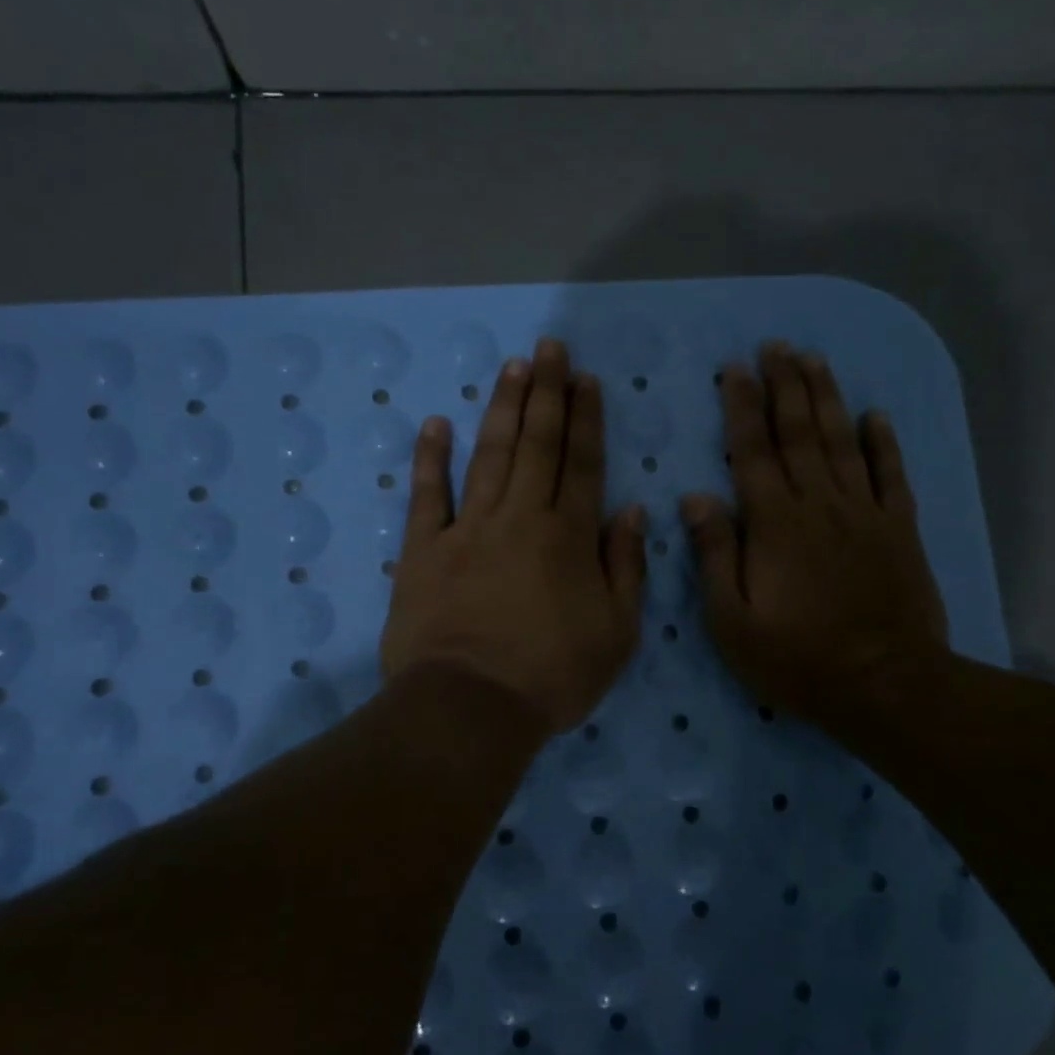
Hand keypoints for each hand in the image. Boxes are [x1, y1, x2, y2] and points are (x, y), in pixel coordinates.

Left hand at [381, 339, 646, 733]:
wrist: (471, 706)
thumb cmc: (553, 676)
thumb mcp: (617, 633)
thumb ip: (626, 566)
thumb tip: (631, 510)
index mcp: (568, 537)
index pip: (582, 463)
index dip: (587, 419)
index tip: (586, 379)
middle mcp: (520, 518)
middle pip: (537, 445)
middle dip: (546, 393)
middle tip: (548, 348)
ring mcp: (468, 530)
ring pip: (490, 456)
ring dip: (502, 409)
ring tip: (512, 367)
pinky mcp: (424, 550)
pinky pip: (427, 496)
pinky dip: (431, 458)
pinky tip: (436, 423)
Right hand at [682, 342, 948, 734]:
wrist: (885, 686)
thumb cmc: (798, 659)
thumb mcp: (732, 620)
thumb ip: (714, 555)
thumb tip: (697, 497)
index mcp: (774, 523)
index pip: (752, 451)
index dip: (742, 407)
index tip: (734, 369)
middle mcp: (819, 504)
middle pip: (799, 432)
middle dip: (785, 385)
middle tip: (775, 346)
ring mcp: (864, 513)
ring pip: (842, 442)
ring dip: (826, 398)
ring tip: (814, 360)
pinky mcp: (899, 530)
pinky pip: (891, 475)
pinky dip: (884, 442)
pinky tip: (876, 414)